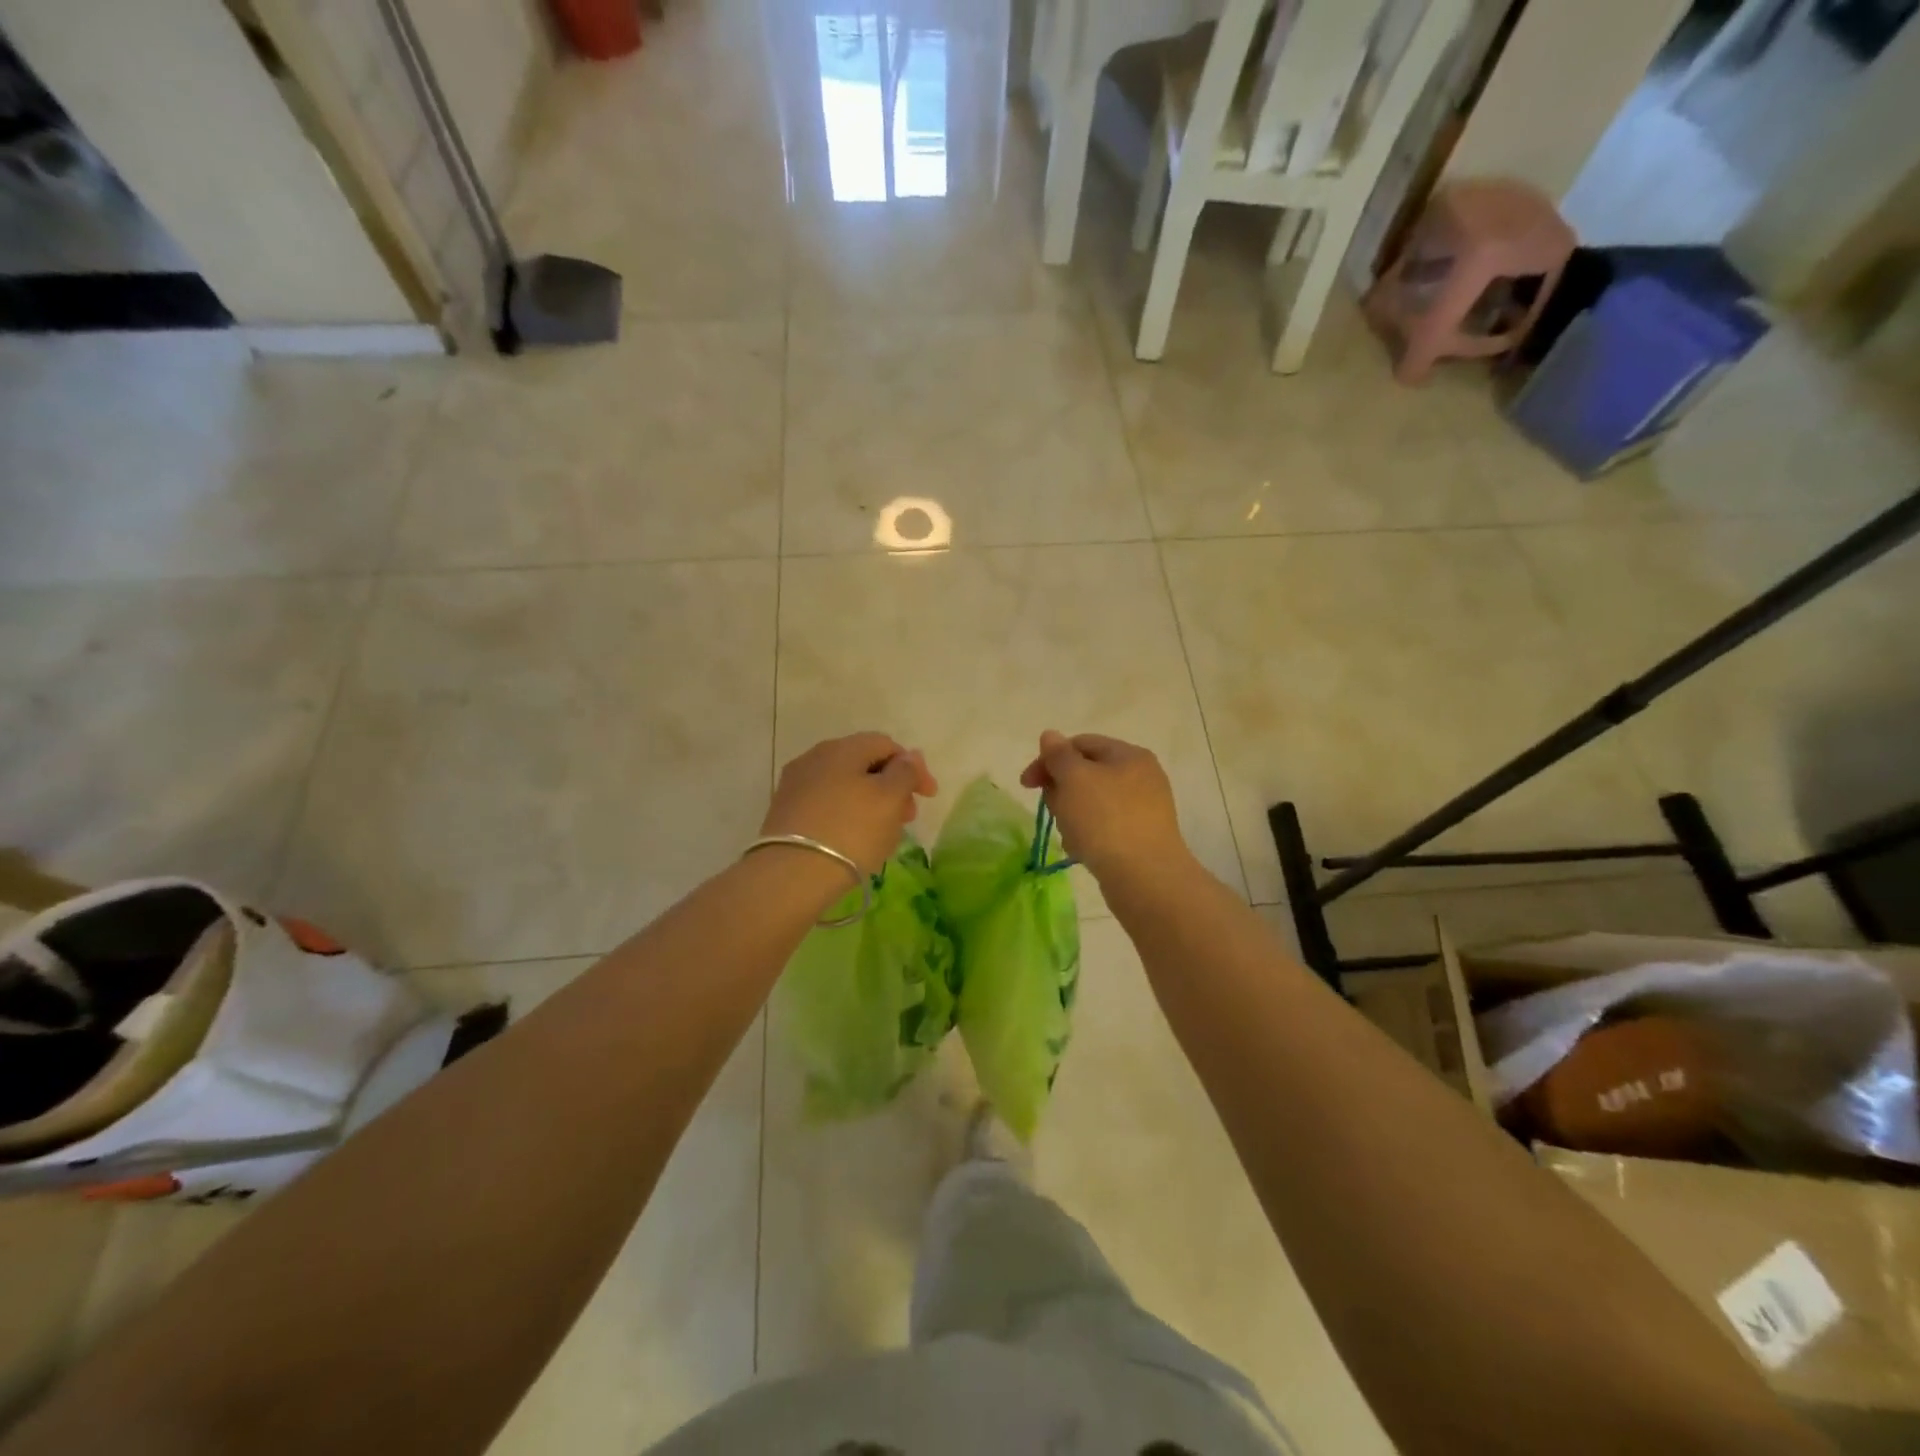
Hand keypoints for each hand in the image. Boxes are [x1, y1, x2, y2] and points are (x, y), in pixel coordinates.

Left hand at [762, 733, 937, 877]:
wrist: (792, 874)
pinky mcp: (785, 813)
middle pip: (864, 765)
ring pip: (845, 787)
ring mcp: (796, 786)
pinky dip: (847, 816)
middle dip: (892, 787)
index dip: (913, 767)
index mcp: (842, 748)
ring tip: (884, 834)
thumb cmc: (851, 830)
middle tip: (907, 818)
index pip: (886, 744)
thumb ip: (905, 772)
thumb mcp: (890, 798)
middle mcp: (814, 758)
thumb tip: (909, 756)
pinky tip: (854, 841)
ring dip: (870, 804)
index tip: (928, 797)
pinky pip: (827, 806)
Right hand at [1019, 731, 1188, 883]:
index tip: (1027, 784)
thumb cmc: (1105, 819)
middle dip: (1061, 790)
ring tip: (1071, 835)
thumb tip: (1050, 735)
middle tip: (1054, 810)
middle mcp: (1140, 777)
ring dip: (1072, 816)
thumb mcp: (1074, 778)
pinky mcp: (1139, 838)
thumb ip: (1059, 754)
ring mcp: (1143, 809)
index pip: (1080, 744)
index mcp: (1129, 755)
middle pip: (1085, 773)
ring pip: (1091, 803)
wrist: (1145, 877)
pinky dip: (1088, 835)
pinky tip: (1083, 851)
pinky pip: (1103, 827)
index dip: (1049, 759)